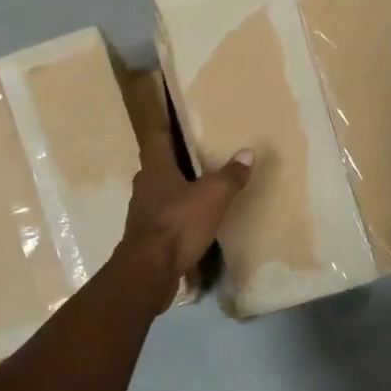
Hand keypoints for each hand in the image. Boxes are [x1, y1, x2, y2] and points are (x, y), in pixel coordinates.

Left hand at [119, 129, 252, 306]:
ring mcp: (142, 213)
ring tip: (199, 189)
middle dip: (175, 161)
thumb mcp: (213, 197)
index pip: (158, 139)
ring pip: (160, 193)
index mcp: (155, 169)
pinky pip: (163, 219)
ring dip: (176, 191)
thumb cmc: (178, 223)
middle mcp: (144, 187)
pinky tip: (193, 222)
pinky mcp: (146, 237)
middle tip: (198, 156)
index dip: (167, 128)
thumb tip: (248, 153)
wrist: (149, 271)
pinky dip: (177, 217)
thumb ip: (230, 175)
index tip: (177, 120)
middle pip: (158, 167)